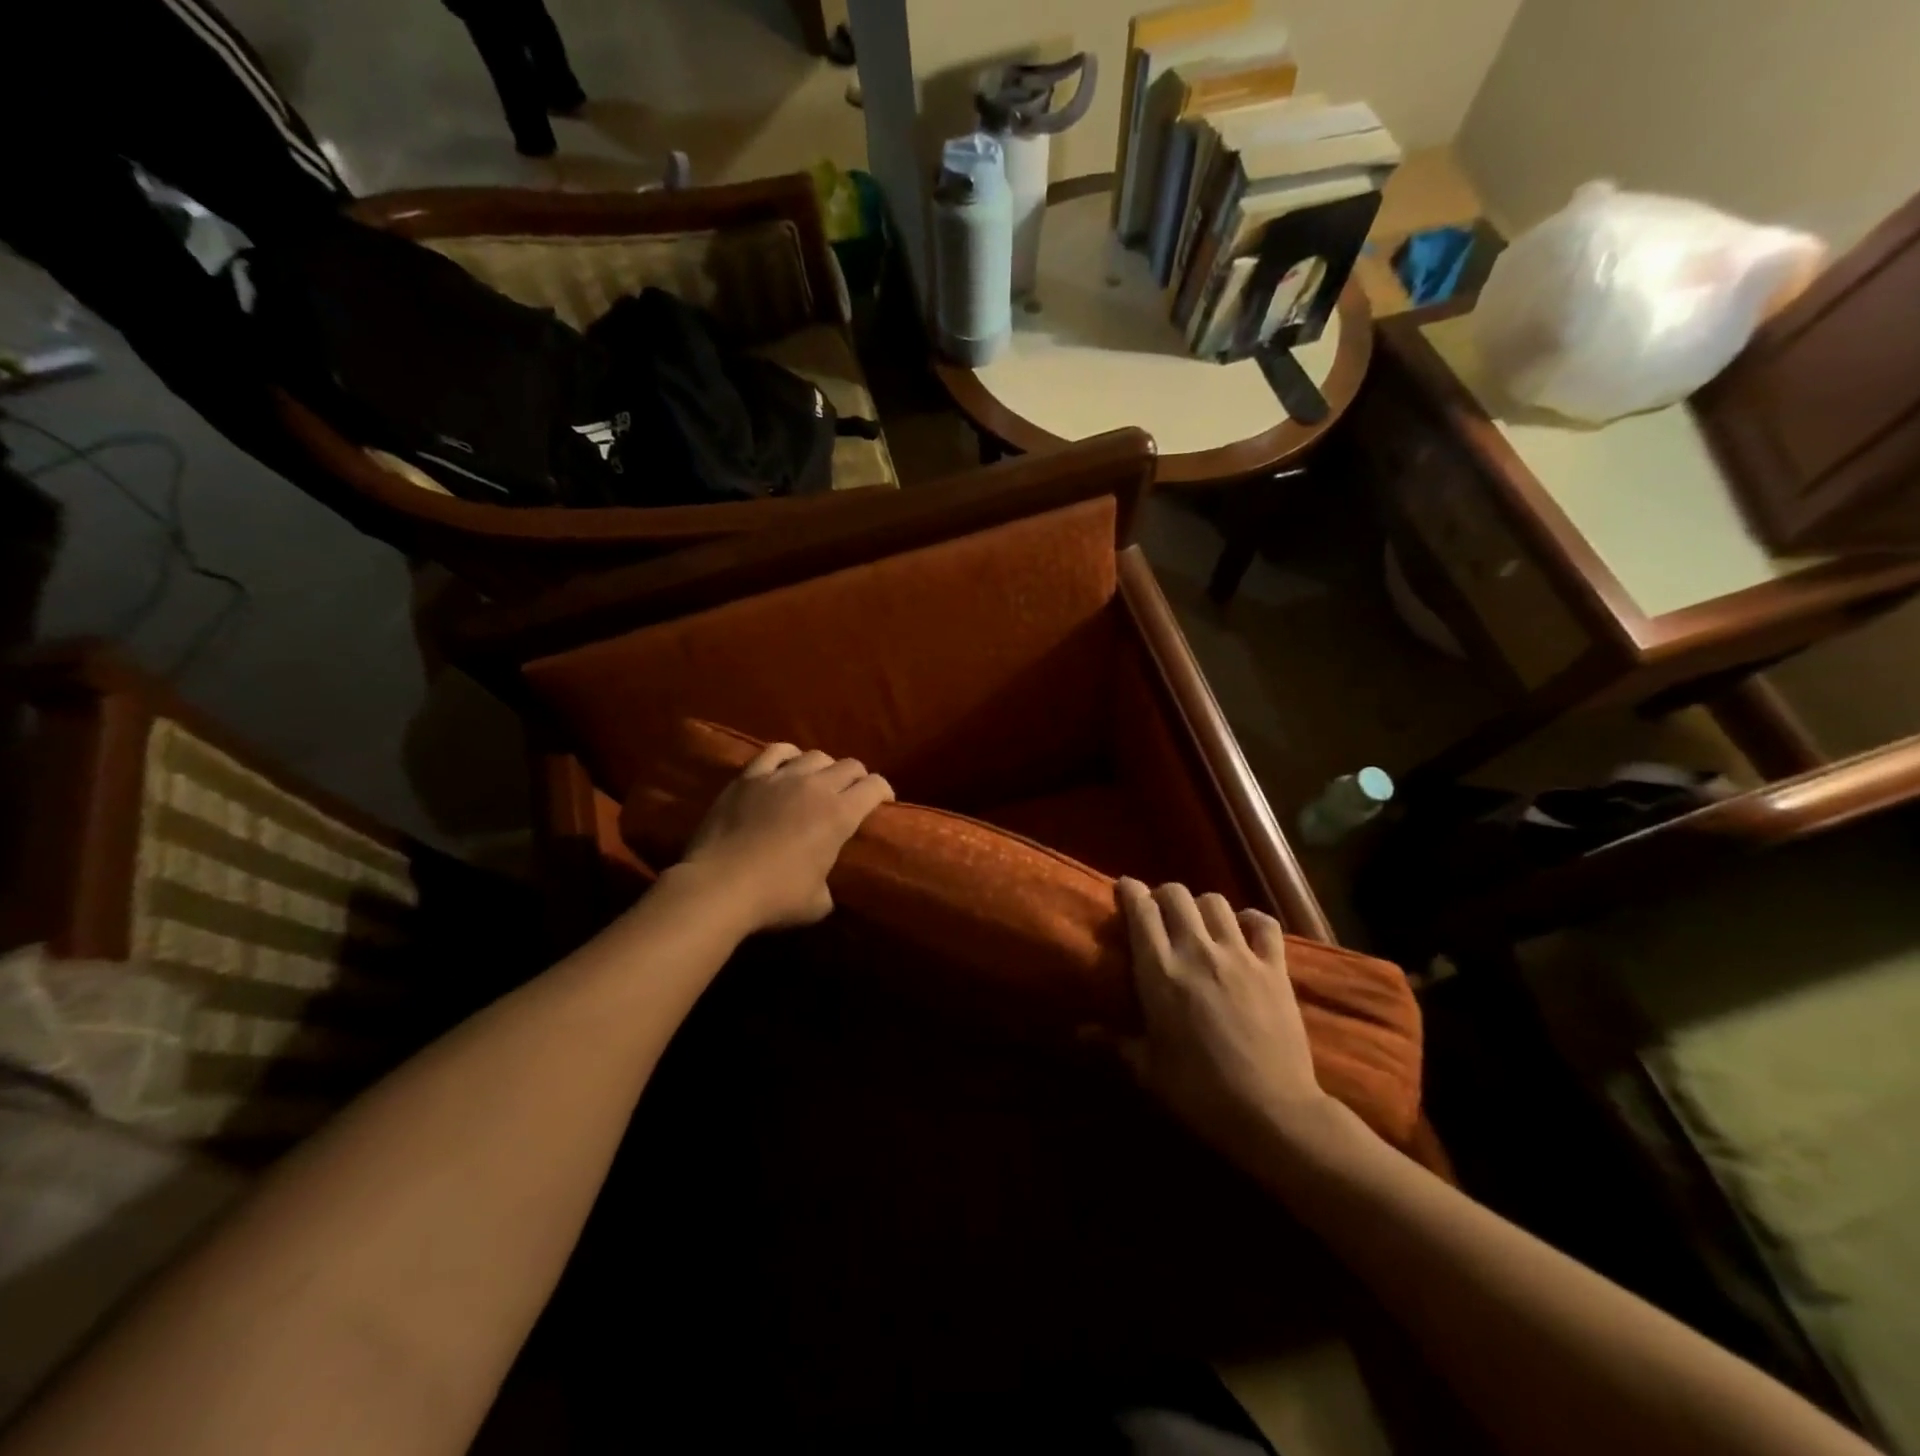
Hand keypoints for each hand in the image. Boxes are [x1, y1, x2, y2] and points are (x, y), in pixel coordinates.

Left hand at [679, 743, 893, 931]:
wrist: (719, 886)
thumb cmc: (775, 898)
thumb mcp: (817, 903)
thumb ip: (828, 885)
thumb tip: (823, 884)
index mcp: (840, 815)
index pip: (875, 786)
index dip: (884, 791)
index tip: (883, 802)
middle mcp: (816, 787)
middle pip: (849, 765)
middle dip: (857, 778)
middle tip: (853, 794)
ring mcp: (780, 777)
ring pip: (815, 756)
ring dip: (824, 767)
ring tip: (818, 781)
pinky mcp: (749, 777)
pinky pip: (775, 752)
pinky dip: (788, 756)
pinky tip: (787, 765)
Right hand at [1112, 878, 1338, 1163]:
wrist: (1271, 1112)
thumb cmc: (1199, 1092)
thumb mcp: (1148, 1070)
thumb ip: (1113, 1042)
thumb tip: (1078, 1032)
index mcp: (1160, 972)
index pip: (1141, 909)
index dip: (1130, 891)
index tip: (1125, 889)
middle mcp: (1196, 951)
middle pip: (1176, 894)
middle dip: (1164, 895)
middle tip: (1160, 913)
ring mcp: (1239, 955)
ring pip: (1216, 902)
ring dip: (1202, 906)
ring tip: (1199, 923)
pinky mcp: (1274, 968)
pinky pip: (1263, 924)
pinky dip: (1251, 920)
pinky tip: (1244, 930)